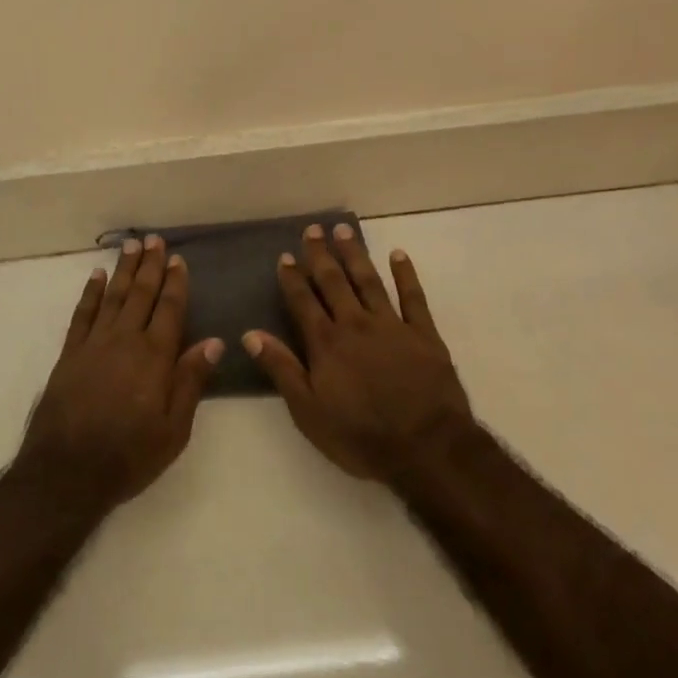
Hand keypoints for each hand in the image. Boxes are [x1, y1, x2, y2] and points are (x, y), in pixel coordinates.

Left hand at [19, 236, 222, 509]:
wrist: (66, 471)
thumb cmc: (128, 455)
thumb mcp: (173, 429)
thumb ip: (191, 381)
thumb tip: (214, 342)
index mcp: (154, 357)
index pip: (169, 309)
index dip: (175, 283)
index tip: (179, 259)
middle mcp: (125, 340)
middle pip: (141, 294)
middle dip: (150, 265)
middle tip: (154, 239)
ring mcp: (94, 344)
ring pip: (113, 296)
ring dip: (124, 270)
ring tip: (131, 245)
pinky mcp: (70, 353)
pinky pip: (83, 314)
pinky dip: (91, 292)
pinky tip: (97, 276)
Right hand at [244, 224, 473, 482]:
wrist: (426, 448)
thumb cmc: (361, 436)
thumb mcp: (308, 411)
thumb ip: (281, 369)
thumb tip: (251, 334)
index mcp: (326, 343)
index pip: (303, 302)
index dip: (293, 278)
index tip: (286, 255)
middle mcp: (356, 324)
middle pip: (334, 283)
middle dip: (322, 255)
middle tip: (314, 229)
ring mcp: (392, 326)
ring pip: (369, 281)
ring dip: (355, 254)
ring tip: (345, 230)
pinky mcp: (424, 334)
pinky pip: (413, 297)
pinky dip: (405, 275)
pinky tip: (398, 255)